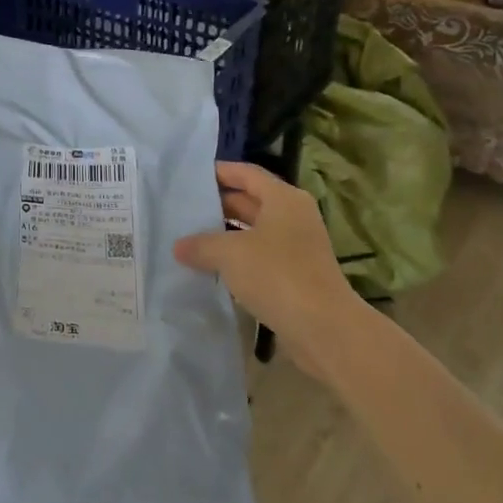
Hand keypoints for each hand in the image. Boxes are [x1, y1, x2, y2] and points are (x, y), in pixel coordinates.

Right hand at [173, 162, 367, 373]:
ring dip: (227, 234)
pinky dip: (239, 259)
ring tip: (192, 238)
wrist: (324, 329)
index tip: (191, 177)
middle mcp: (293, 216)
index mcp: (283, 198)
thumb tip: (178, 246)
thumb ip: (201, 245)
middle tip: (185, 209)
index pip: (246, 173)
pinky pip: (261, 256)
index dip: (219, 172)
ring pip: (255, 231)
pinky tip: (213, 268)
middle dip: (219, 205)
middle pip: (251, 201)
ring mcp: (297, 247)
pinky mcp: (297, 275)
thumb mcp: (229, 254)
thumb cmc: (277, 275)